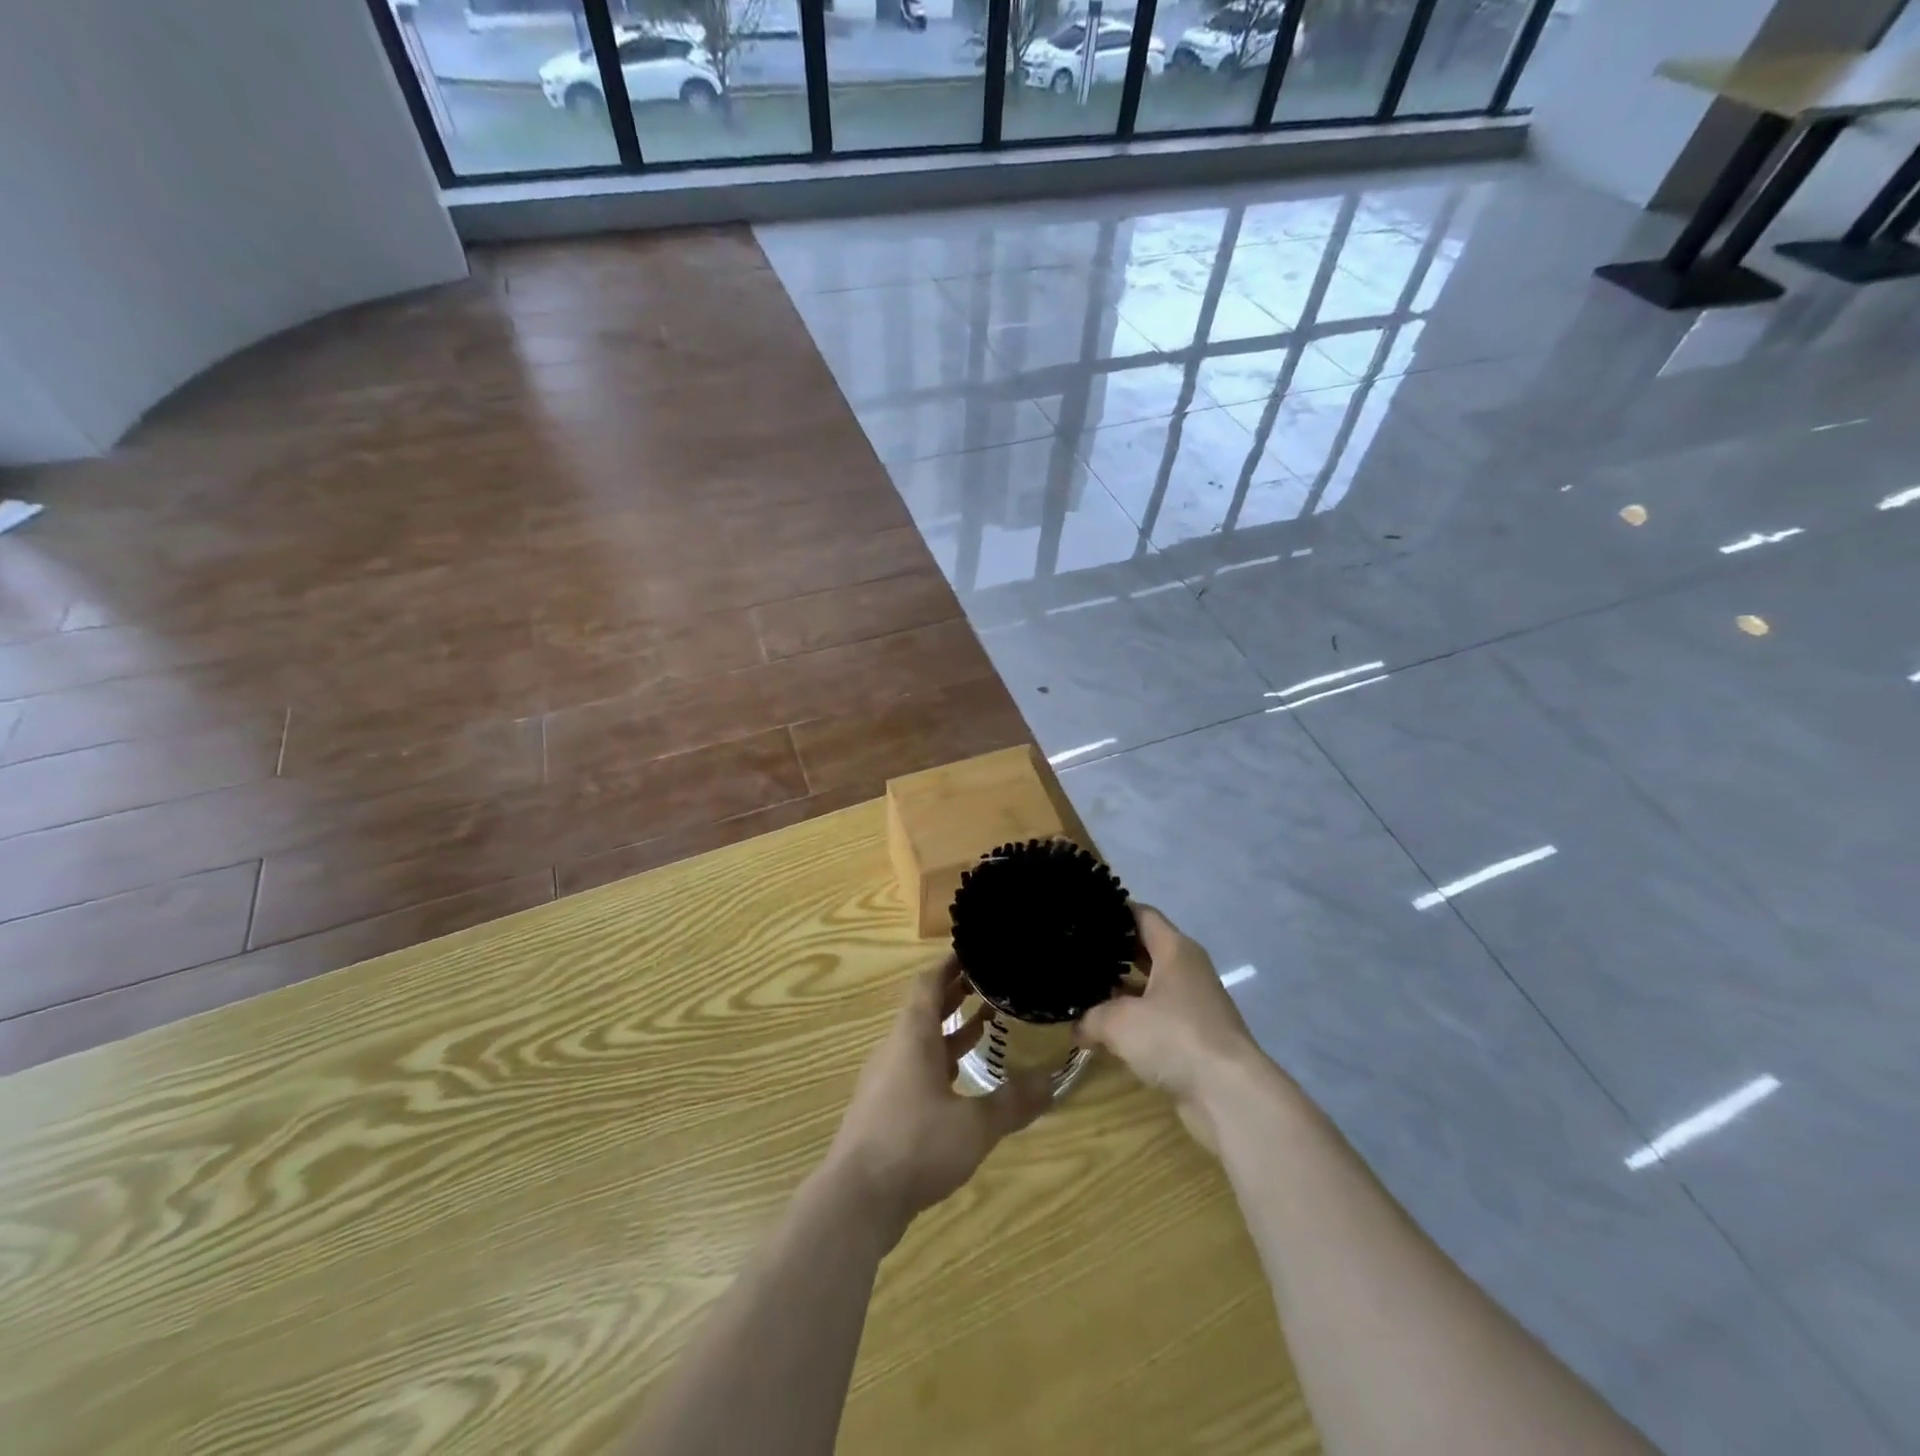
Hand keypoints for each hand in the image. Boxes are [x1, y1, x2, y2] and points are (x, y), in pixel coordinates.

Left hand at [825, 958, 1051, 1234]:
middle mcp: (896, 1049)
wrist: (856, 1200)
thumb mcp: (973, 1126)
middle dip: (955, 992)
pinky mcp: (885, 1108)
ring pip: (921, 1040)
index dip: (950, 964)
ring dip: (951, 1028)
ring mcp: (887, 1079)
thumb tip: (1052, 1083)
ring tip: (987, 1021)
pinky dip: (942, 1060)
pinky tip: (964, 1079)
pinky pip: (917, 1068)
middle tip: (991, 981)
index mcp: (912, 1036)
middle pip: (925, 1008)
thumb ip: (1012, 1103)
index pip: (927, 982)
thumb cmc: (914, 1145)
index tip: (975, 951)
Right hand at [1075, 904, 1264, 1153]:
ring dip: (1120, 991)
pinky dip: (1132, 1021)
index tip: (1084, 914)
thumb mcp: (1119, 1022)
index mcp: (1175, 950)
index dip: (1114, 911)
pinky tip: (1103, 1030)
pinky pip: (1155, 1018)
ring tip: (1081, 989)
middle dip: (1112, 952)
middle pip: (1145, 949)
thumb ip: (1091, 1017)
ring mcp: (1193, 1005)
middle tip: (1075, 953)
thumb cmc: (1175, 1037)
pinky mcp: (1193, 1038)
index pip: (1142, 915)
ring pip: (1149, 987)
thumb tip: (1077, 1027)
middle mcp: (1187, 970)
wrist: (1229, 1095)